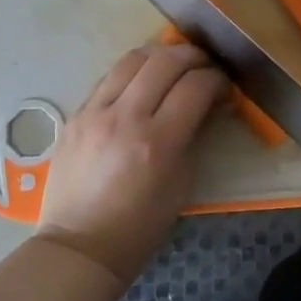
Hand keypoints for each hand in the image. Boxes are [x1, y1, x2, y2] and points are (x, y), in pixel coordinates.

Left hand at [36, 44, 227, 288]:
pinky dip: (133, 72)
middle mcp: (125, 117)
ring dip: (161, 55)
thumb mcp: (182, 182)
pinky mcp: (76, 114)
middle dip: (194, 57)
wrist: (79, 246)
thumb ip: (194, 135)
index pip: (196, 86)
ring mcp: (95, 112)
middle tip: (205, 66)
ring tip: (174, 64)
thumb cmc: (140, 225)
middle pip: (166, 61)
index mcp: (158, 141)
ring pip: (133, 58)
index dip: (218, 80)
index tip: (224, 88)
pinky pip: (109, 77)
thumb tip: (208, 103)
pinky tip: (142, 82)